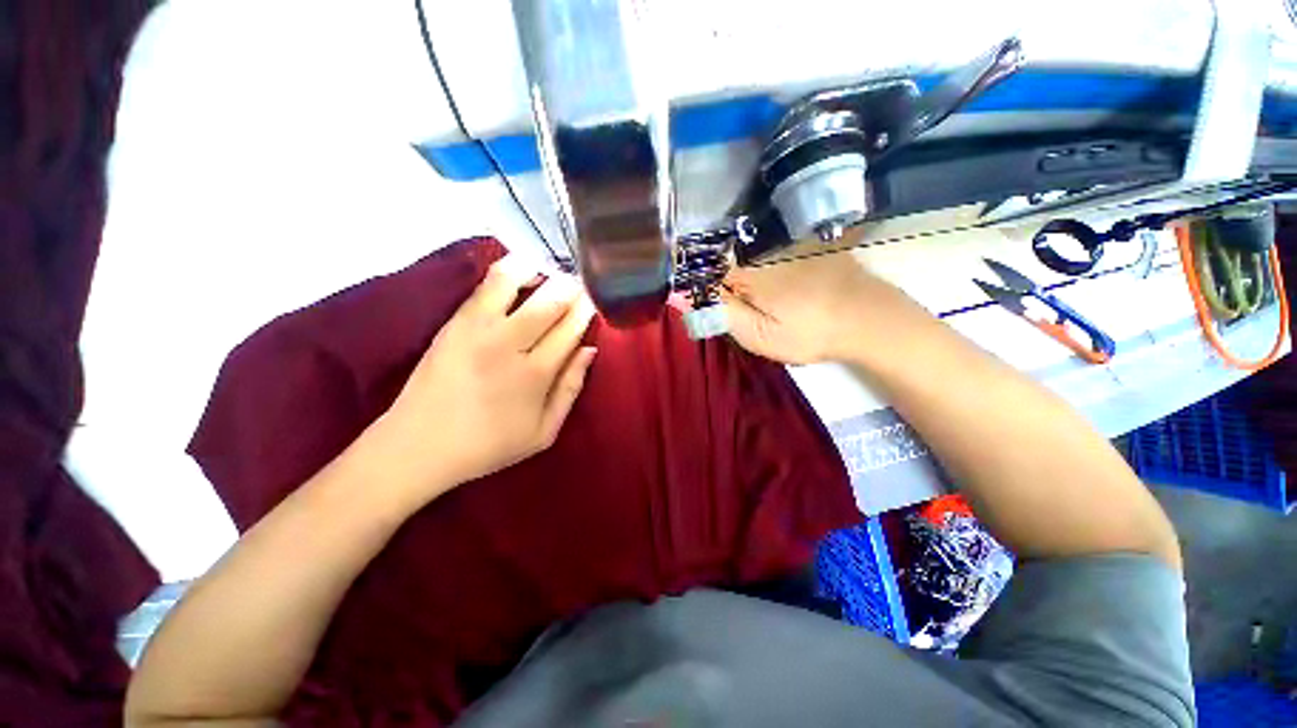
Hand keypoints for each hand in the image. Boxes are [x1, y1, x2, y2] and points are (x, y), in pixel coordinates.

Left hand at [373, 255, 596, 502]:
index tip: (595, 300)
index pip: (570, 328)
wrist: (417, 445)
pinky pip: (486, 285)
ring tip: (550, 273)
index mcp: (535, 374)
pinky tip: (521, 273)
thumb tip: (589, 350)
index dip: (587, 310)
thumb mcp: (543, 432)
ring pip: (514, 281)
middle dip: (570, 287)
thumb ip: (570, 389)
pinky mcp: (454, 322)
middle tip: (580, 283)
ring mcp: (477, 328)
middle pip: (549, 301)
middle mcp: (508, 343)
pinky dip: (508, 271)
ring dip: (539, 270)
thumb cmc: (488, 445)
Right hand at [721, 250, 925, 364]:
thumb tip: (683, 295)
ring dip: (751, 276)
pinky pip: (777, 252)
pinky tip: (792, 287)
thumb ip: (721, 315)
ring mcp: (790, 245)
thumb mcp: (760, 335)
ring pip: (754, 258)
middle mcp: (765, 252)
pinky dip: (773, 266)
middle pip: (731, 264)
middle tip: (749, 312)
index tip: (716, 308)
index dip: (705, 290)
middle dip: (729, 286)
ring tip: (771, 302)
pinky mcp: (810, 245)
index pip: (708, 273)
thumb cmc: (811, 332)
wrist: (871, 319)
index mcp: (748, 274)